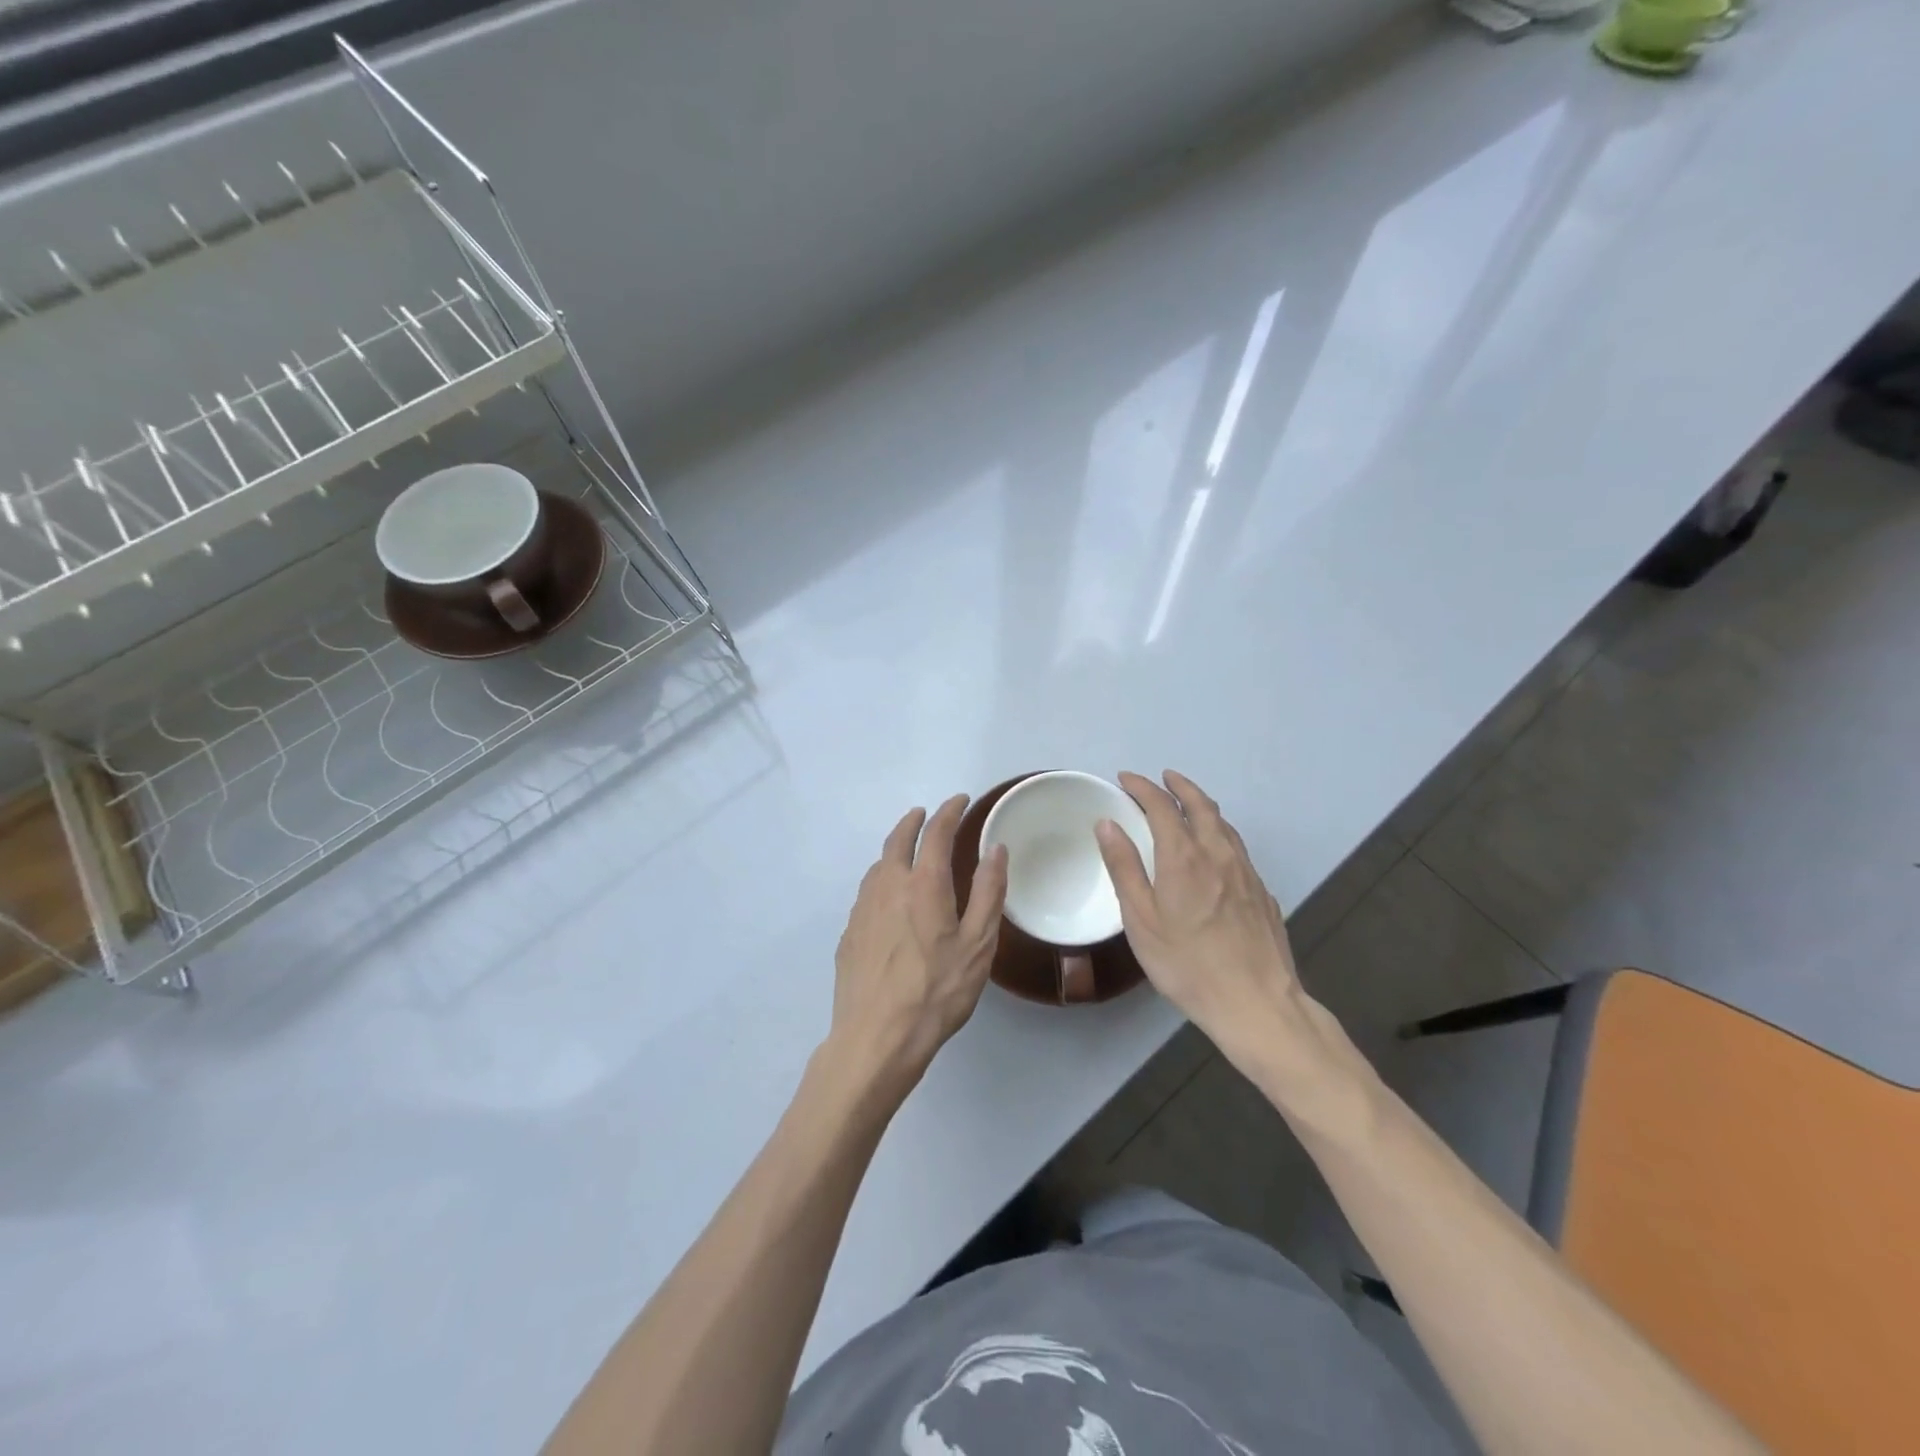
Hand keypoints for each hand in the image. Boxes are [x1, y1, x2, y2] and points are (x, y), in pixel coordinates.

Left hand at [828, 795, 1008, 1092]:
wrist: (876, 1038)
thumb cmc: (936, 991)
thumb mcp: (978, 944)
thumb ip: (988, 892)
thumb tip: (996, 849)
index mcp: (923, 884)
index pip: (936, 833)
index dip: (949, 811)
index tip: (959, 800)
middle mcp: (888, 886)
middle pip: (898, 840)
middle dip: (914, 821)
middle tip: (926, 813)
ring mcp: (863, 910)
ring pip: (878, 865)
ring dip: (894, 848)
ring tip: (907, 851)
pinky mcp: (849, 934)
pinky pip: (867, 892)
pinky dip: (882, 878)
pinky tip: (888, 897)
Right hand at [1095, 771, 1333, 1072]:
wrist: (1257, 1003)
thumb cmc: (1187, 964)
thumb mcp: (1141, 920)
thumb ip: (1124, 867)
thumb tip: (1108, 823)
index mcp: (1184, 857)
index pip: (1161, 806)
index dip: (1142, 788)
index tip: (1126, 780)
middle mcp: (1218, 853)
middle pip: (1200, 805)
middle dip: (1179, 786)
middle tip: (1163, 777)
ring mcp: (1246, 871)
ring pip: (1224, 824)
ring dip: (1202, 806)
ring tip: (1187, 804)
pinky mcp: (1261, 891)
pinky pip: (1237, 846)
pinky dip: (1219, 832)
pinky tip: (1214, 849)